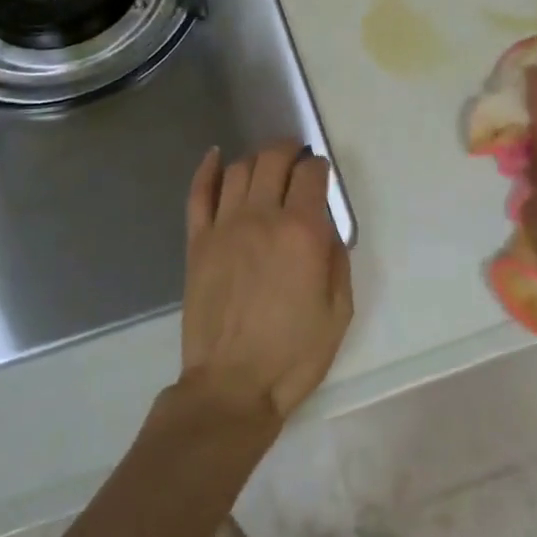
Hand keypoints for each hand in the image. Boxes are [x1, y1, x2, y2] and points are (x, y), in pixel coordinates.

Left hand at [180, 141, 352, 422]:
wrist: (232, 386)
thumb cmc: (294, 354)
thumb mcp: (339, 310)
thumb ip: (336, 258)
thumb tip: (325, 227)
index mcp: (301, 232)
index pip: (311, 175)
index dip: (319, 167)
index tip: (320, 174)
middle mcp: (262, 217)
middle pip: (272, 160)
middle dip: (288, 150)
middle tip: (296, 156)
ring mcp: (224, 227)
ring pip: (238, 170)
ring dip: (256, 159)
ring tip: (265, 165)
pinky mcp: (198, 242)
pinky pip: (198, 193)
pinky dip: (206, 169)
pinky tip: (215, 156)